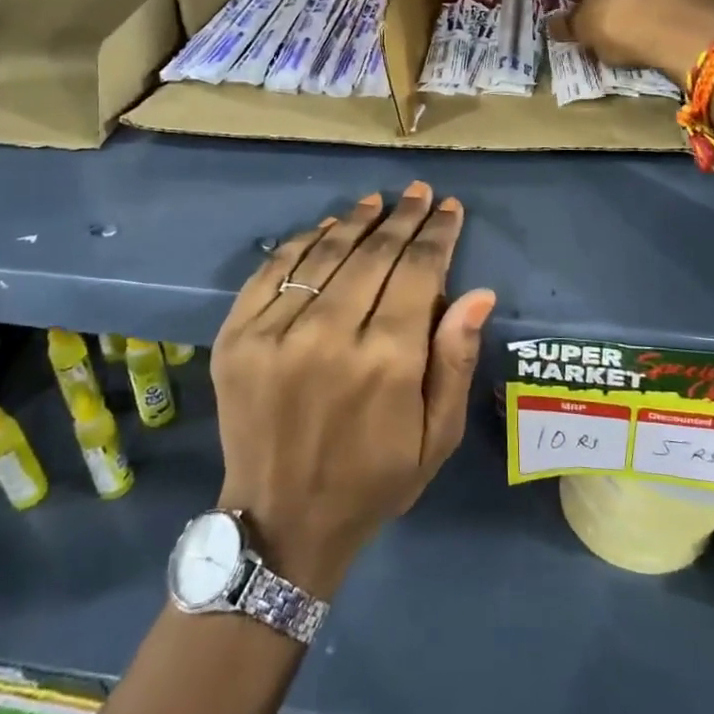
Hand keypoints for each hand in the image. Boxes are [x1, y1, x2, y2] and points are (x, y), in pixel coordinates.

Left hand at [210, 182, 495, 598]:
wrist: (280, 521)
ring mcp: (275, 333)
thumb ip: (455, 362)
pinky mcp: (236, 336)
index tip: (450, 208)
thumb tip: (477, 293)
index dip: (436, 234)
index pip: (417, 272)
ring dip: (355, 221)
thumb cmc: (373, 481)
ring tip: (377, 200)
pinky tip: (326, 226)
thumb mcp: (436, 438)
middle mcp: (330, 335)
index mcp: (386, 362)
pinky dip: (303, 241)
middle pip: (373, 254)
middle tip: (419, 191)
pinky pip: (273, 269)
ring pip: (324, 253)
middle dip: (402, 217)